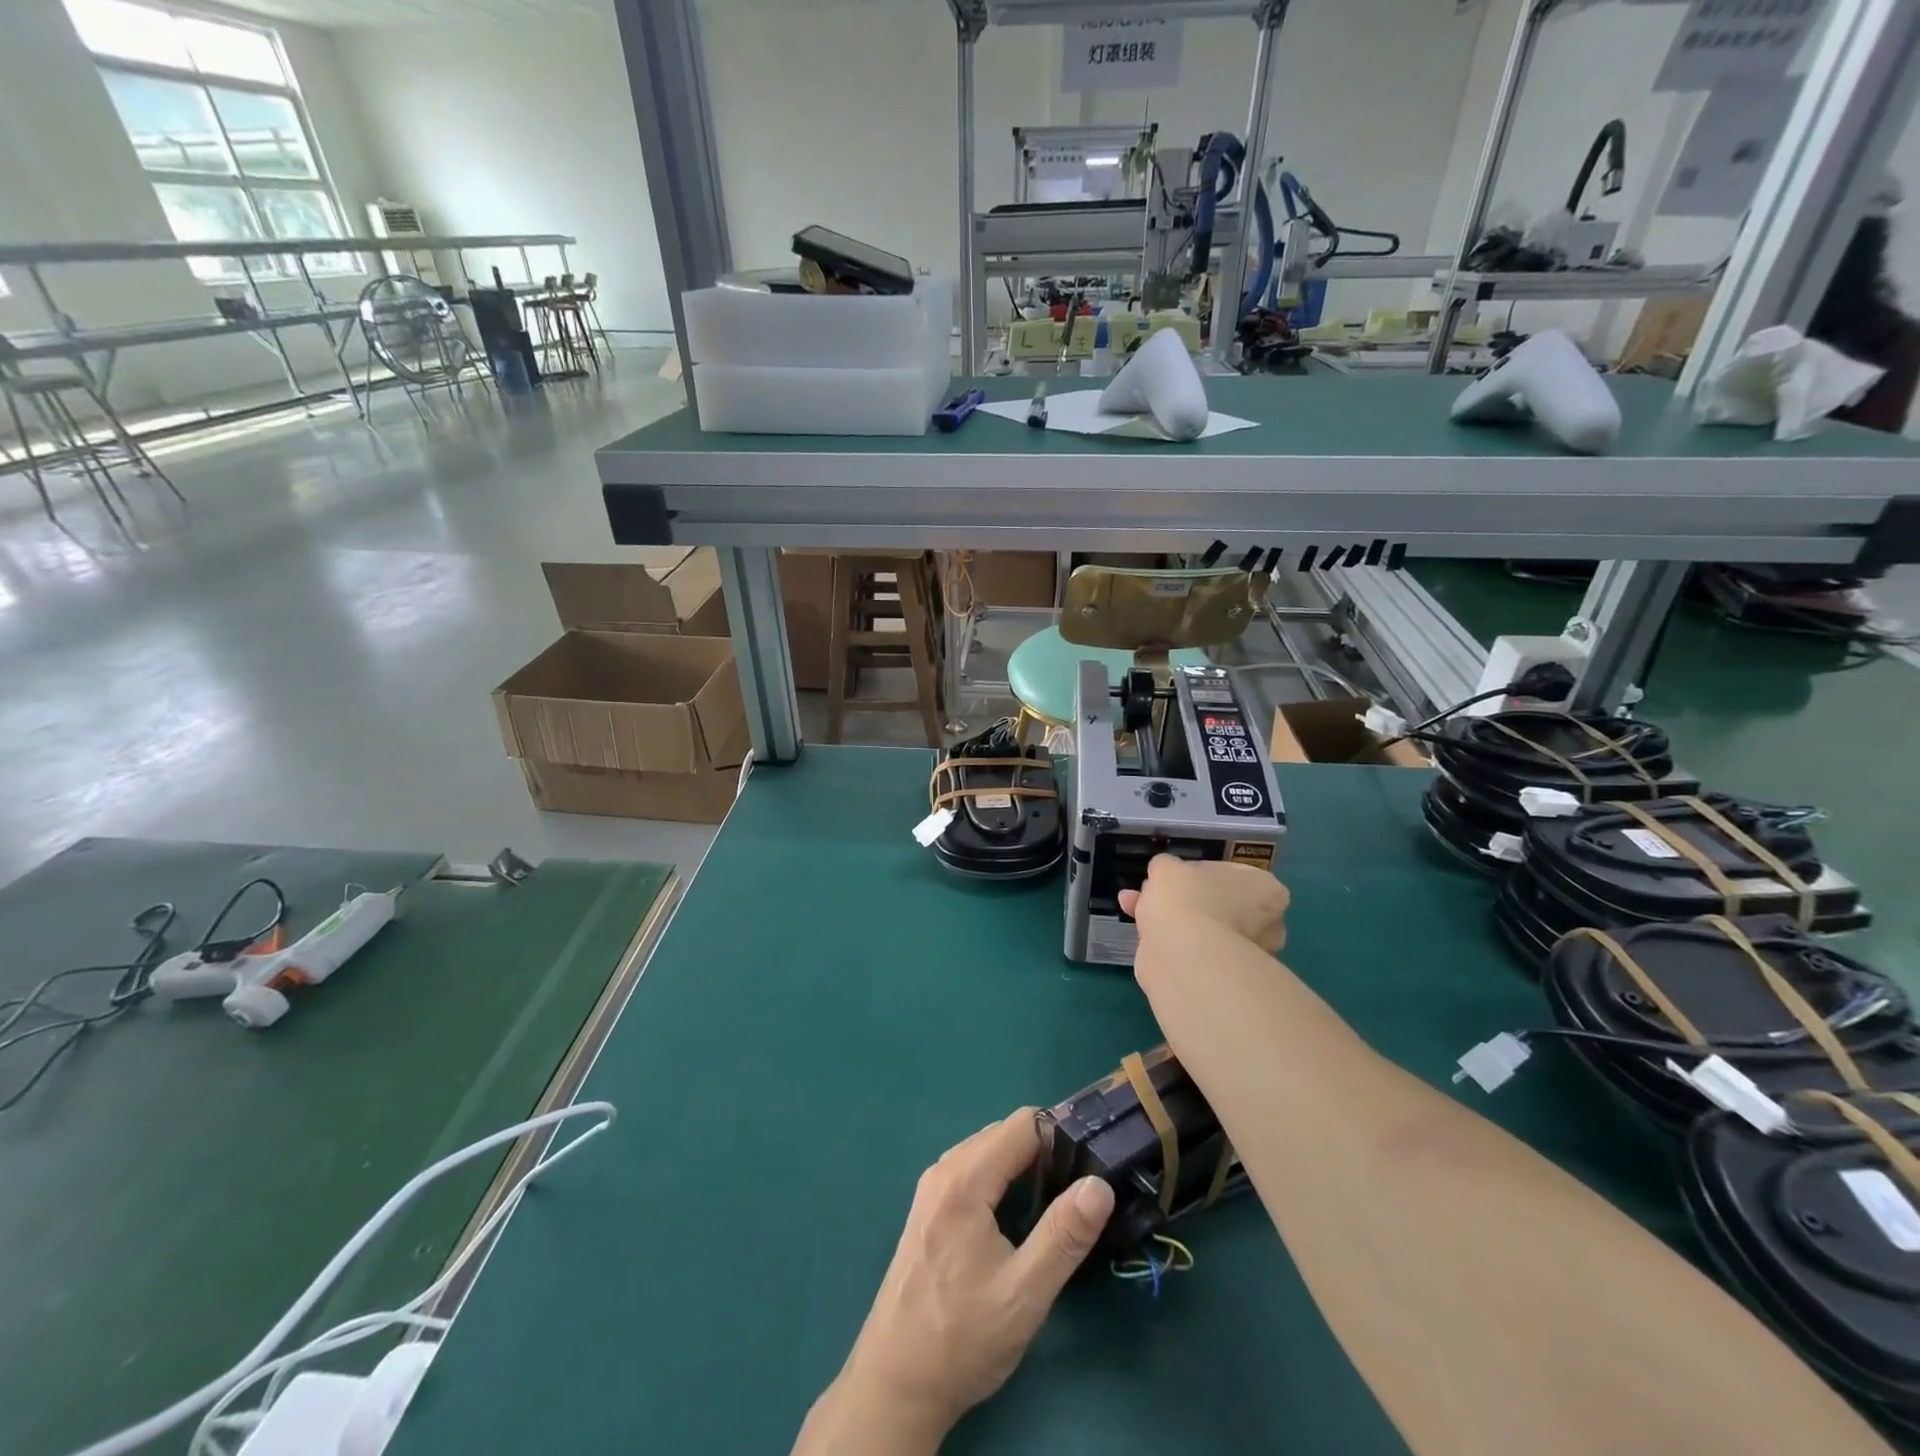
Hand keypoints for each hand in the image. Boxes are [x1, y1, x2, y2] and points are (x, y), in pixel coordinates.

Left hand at [794, 1110, 1114, 1453]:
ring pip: (987, 1151)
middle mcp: (944, 1170)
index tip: (1089, 1165)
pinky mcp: (928, 1209)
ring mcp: (931, 1188)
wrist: (896, 1383)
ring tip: (1052, 1207)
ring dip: (1021, 1166)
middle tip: (1075, 1192)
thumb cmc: (962, 1338)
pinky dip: (999, 1179)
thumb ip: (1064, 1235)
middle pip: (1004, 1133)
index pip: (1023, 1124)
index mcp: (965, 1179)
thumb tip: (1099, 1185)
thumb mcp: (1024, 1293)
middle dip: (1043, 1151)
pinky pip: (972, 1171)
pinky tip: (1015, 1220)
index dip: (1061, 1137)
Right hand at [1119, 854, 1288, 953]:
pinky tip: (1141, 933)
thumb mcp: (1167, 867)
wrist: (1184, 956)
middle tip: (1153, 893)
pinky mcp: (1222, 979)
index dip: (1196, 872)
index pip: (1230, 873)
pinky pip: (1192, 952)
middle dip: (1183, 899)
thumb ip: (1167, 867)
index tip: (1173, 877)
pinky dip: (1169, 942)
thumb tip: (1167, 875)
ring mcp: (1246, 956)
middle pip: (1217, 904)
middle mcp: (1266, 924)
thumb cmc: (1187, 899)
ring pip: (1201, 929)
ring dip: (1170, 919)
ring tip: (1131, 907)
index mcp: (1265, 889)